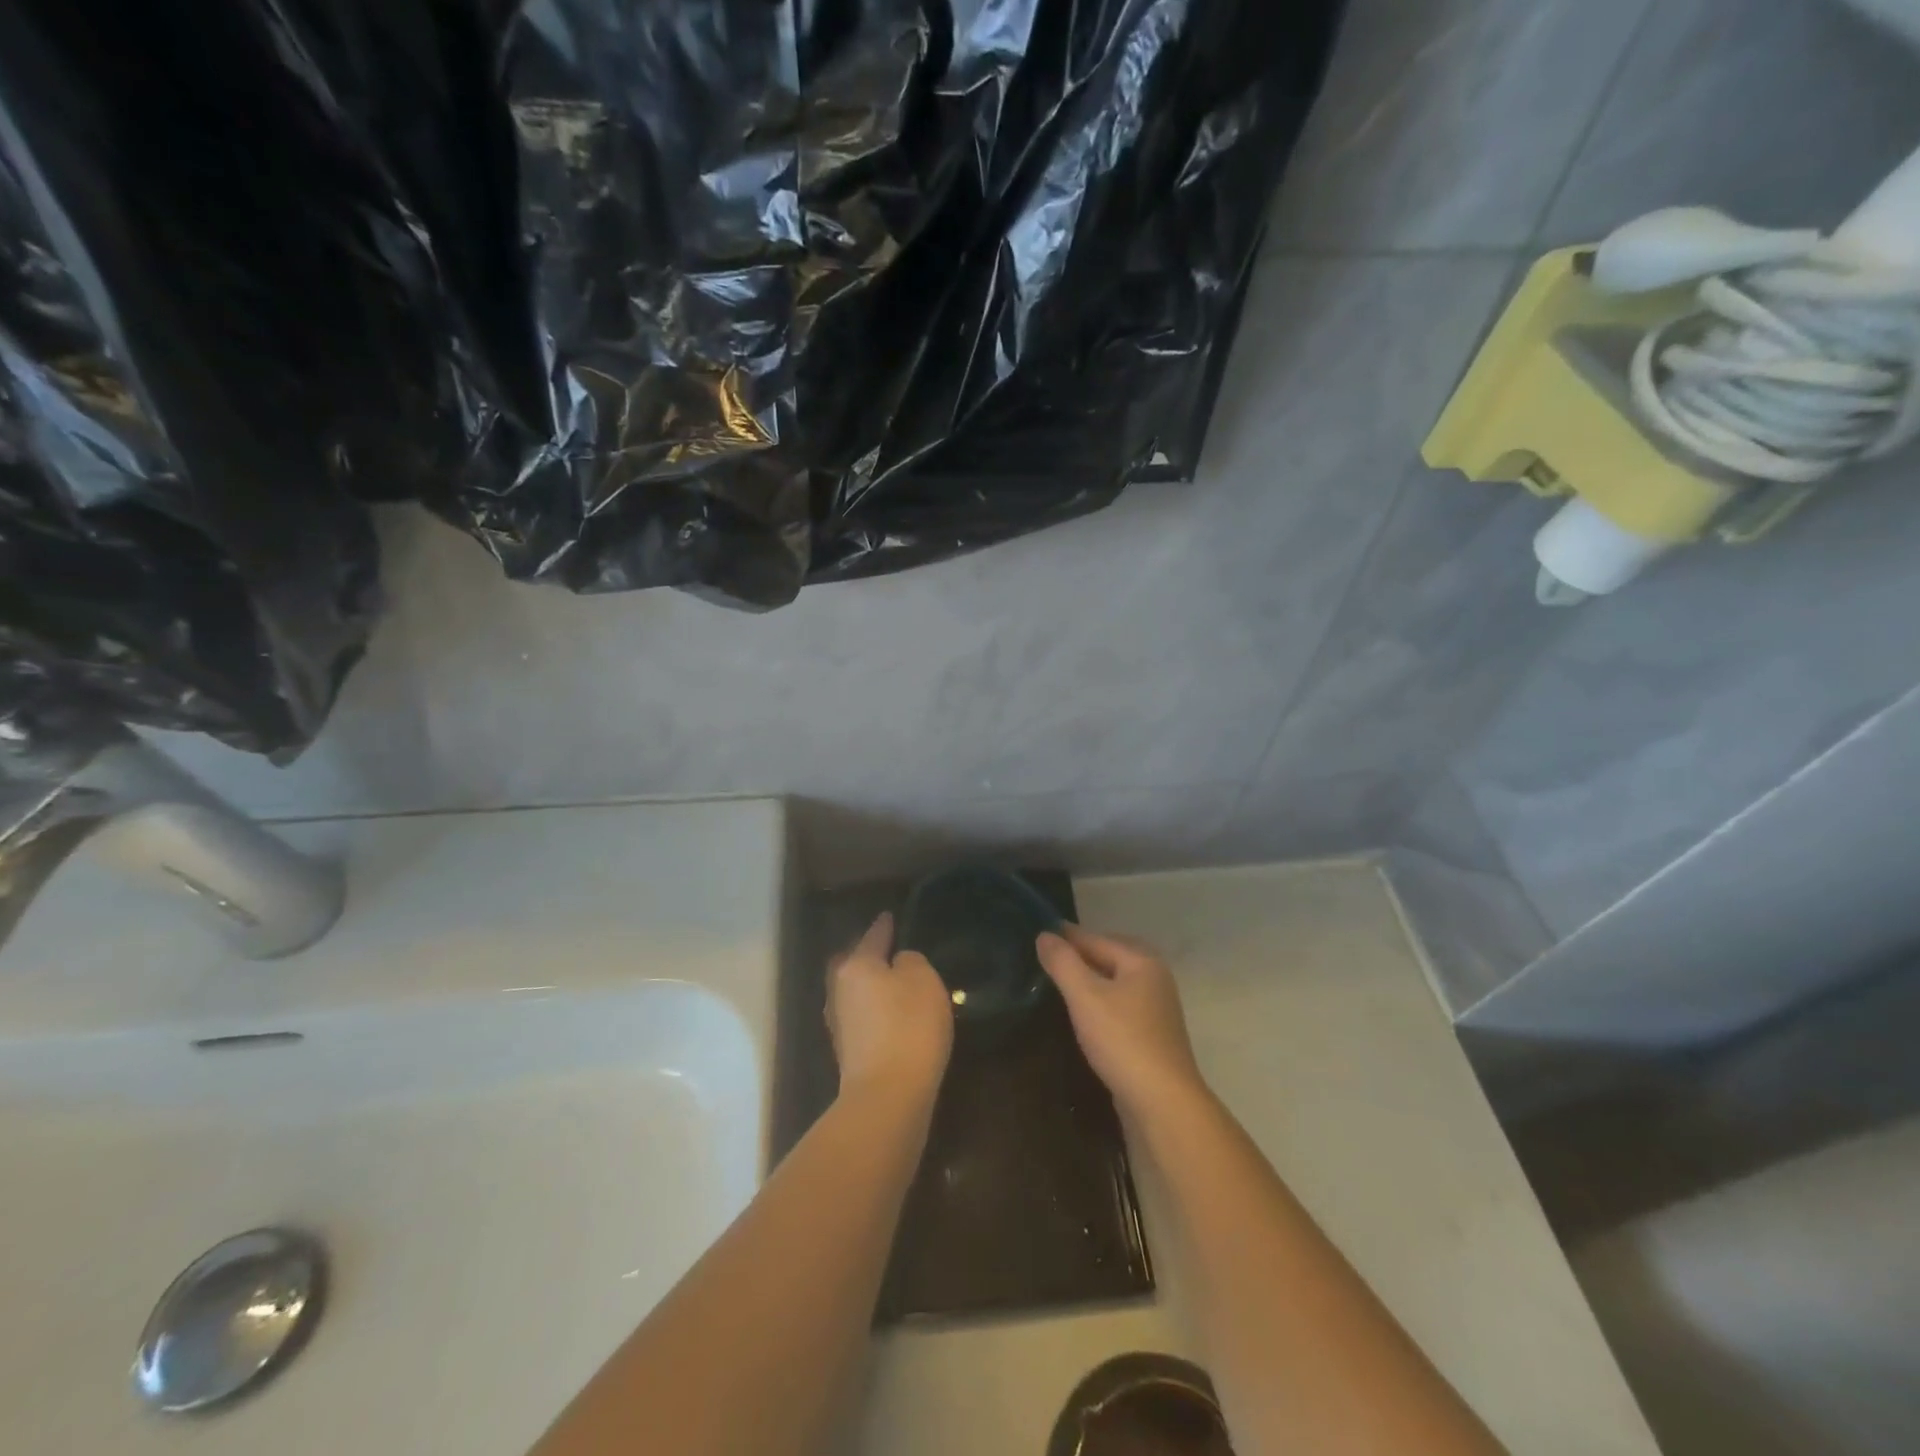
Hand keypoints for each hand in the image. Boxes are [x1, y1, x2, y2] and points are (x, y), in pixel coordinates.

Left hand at [828, 912, 953, 1102]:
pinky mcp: (848, 1053)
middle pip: (851, 964)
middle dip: (865, 956)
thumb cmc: (908, 1026)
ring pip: (853, 992)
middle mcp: (840, 990)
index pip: (872, 936)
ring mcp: (840, 1024)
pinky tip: (890, 1015)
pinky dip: (873, 1011)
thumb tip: (898, 964)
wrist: (888, 1096)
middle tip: (885, 949)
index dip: (884, 926)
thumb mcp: (924, 980)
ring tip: (891, 982)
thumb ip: (910, 962)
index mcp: (857, 965)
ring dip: (869, 986)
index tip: (889, 916)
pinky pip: (861, 1018)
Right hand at [1036, 924, 1207, 1119]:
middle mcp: (1155, 978)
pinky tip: (1084, 1013)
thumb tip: (1044, 934)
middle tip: (1048, 956)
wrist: (1163, 1102)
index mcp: (1142, 961)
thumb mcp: (1085, 997)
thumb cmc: (1122, 1041)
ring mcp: (1157, 1007)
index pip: (1096, 939)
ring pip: (1116, 982)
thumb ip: (1063, 963)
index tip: (1038, 932)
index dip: (1066, 936)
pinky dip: (1101, 1001)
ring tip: (1061, 983)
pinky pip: (1121, 1004)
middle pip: (1110, 956)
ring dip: (1091, 979)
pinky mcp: (1153, 1034)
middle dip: (1081, 954)